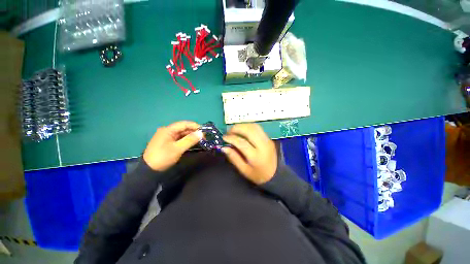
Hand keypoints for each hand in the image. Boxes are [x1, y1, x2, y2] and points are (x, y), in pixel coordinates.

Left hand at [143, 121, 202, 170]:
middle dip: (193, 132)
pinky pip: (179, 139)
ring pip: (181, 134)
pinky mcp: (167, 142)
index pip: (184, 124)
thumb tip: (201, 133)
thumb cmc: (163, 157)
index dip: (195, 126)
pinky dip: (186, 140)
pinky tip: (192, 143)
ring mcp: (166, 137)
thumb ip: (190, 140)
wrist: (148, 170)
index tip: (204, 131)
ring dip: (190, 136)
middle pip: (183, 128)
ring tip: (199, 140)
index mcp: (168, 130)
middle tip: (203, 137)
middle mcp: (167, 131)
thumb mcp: (177, 149)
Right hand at [222, 123, 276, 184]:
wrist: (276, 175)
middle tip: (228, 132)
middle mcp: (263, 145)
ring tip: (234, 130)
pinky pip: (257, 128)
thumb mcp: (244, 170)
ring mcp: (267, 140)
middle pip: (249, 130)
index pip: (242, 142)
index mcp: (256, 156)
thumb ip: (234, 158)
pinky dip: (248, 127)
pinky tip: (243, 130)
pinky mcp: (268, 138)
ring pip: (254, 126)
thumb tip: (224, 147)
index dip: (231, 138)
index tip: (224, 137)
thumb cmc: (258, 175)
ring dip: (242, 126)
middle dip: (236, 128)